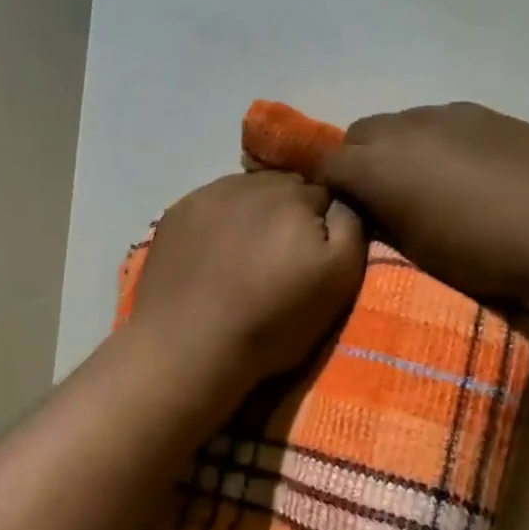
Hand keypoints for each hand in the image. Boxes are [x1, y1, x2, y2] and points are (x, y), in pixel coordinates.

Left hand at [130, 172, 365, 396]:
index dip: (325, 224)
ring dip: (253, 213)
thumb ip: (351, 227)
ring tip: (247, 254)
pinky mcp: (177, 212)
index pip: (326, 192)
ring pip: (247, 192)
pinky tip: (214, 253)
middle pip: (285, 187)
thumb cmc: (272, 320)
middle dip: (290, 213)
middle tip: (282, 256)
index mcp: (297, 195)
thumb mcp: (338, 280)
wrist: (189, 347)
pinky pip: (211, 204)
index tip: (315, 255)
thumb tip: (342, 198)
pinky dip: (219, 221)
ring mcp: (209, 194)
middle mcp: (253, 183)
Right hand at [317, 103, 528, 306]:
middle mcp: (403, 128)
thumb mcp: (420, 252)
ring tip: (423, 182)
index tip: (339, 209)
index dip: (327, 187)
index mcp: (377, 165)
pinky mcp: (482, 112)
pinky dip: (434, 141)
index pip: (327, 164)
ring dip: (397, 148)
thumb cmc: (485, 249)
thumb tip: (370, 208)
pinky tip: (462, 168)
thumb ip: (383, 222)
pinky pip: (438, 122)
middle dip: (358, 162)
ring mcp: (444, 114)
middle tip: (379, 196)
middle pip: (359, 135)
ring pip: (400, 124)